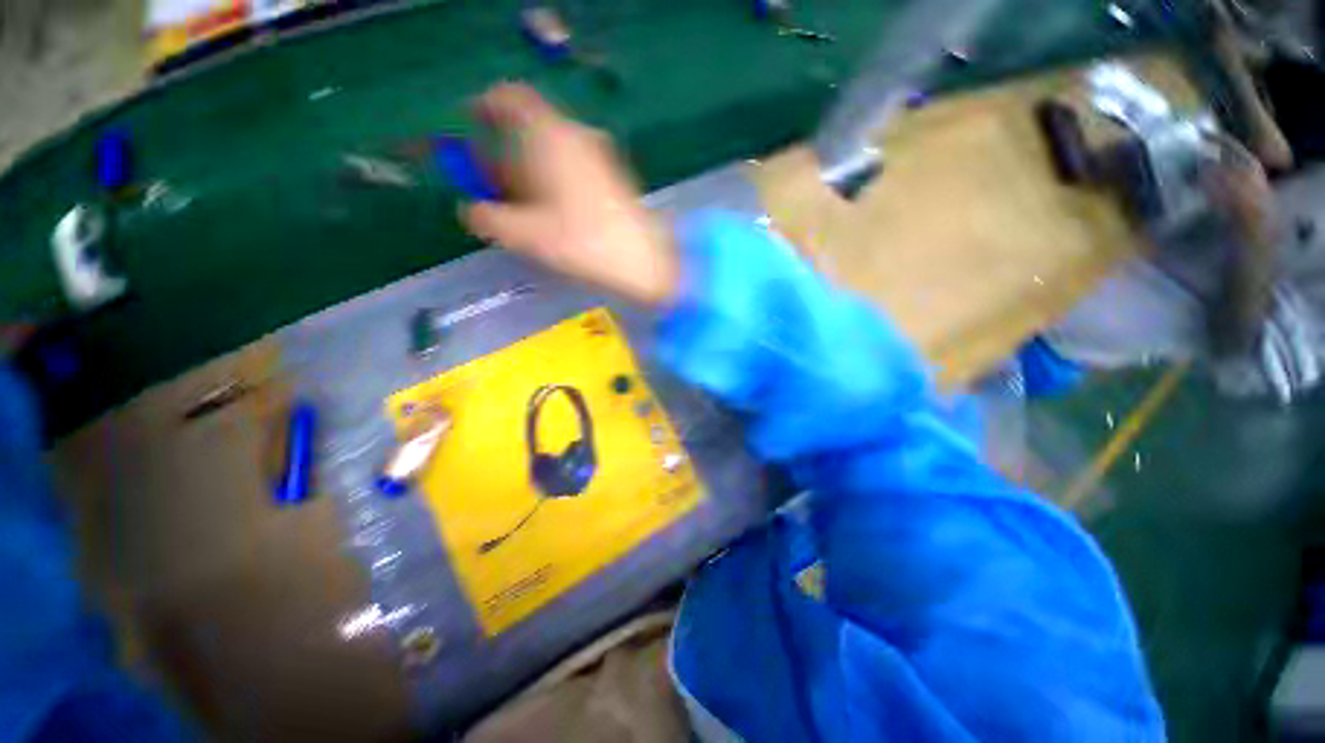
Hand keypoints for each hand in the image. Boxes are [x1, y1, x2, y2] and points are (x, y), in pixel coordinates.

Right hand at [460, 83, 678, 305]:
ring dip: (533, 170)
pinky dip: (558, 180)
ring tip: (526, 207)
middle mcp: (578, 135)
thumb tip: (471, 210)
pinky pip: (576, 167)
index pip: (510, 98)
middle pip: (532, 129)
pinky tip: (559, 214)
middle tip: (494, 184)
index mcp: (550, 135)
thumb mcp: (525, 235)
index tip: (471, 128)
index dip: (485, 107)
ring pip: (555, 150)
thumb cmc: (582, 242)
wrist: (644, 261)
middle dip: (506, 152)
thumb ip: (488, 218)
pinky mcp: (617, 177)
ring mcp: (602, 155)